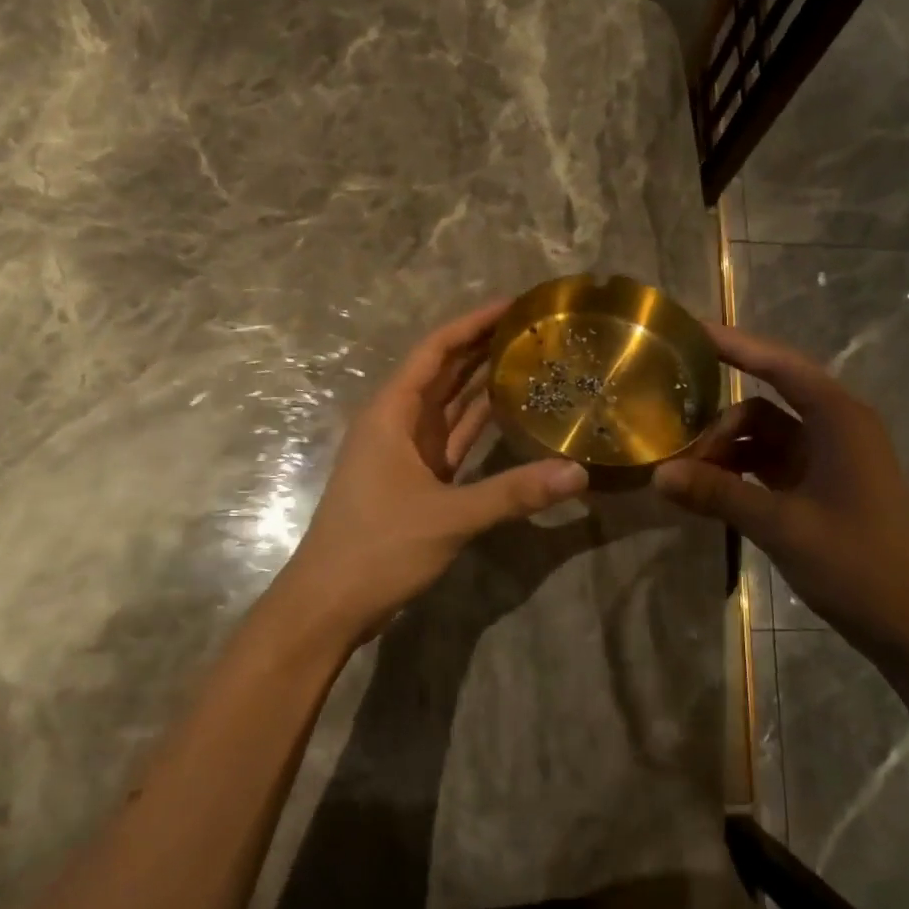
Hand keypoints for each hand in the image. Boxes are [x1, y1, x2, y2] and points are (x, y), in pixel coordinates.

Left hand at [274, 301, 589, 645]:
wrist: (330, 603)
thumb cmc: (378, 548)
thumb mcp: (449, 517)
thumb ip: (513, 493)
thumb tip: (578, 474)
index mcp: (392, 413)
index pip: (435, 350)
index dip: (471, 323)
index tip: (512, 305)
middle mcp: (397, 422)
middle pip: (443, 371)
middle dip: (482, 346)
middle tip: (533, 328)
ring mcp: (406, 451)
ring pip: (449, 404)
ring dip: (482, 382)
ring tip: (530, 359)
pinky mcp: (416, 478)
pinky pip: (452, 437)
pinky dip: (478, 424)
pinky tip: (510, 412)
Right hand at [653, 322, 908, 661]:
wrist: (908, 624)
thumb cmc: (855, 563)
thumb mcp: (780, 525)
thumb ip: (717, 494)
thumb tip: (658, 475)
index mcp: (839, 419)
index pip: (780, 365)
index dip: (736, 345)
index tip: (691, 332)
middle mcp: (835, 428)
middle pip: (762, 406)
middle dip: (718, 425)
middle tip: (675, 452)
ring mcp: (828, 458)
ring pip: (762, 436)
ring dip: (726, 452)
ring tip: (686, 477)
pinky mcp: (821, 484)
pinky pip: (770, 463)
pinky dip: (740, 472)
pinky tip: (709, 491)